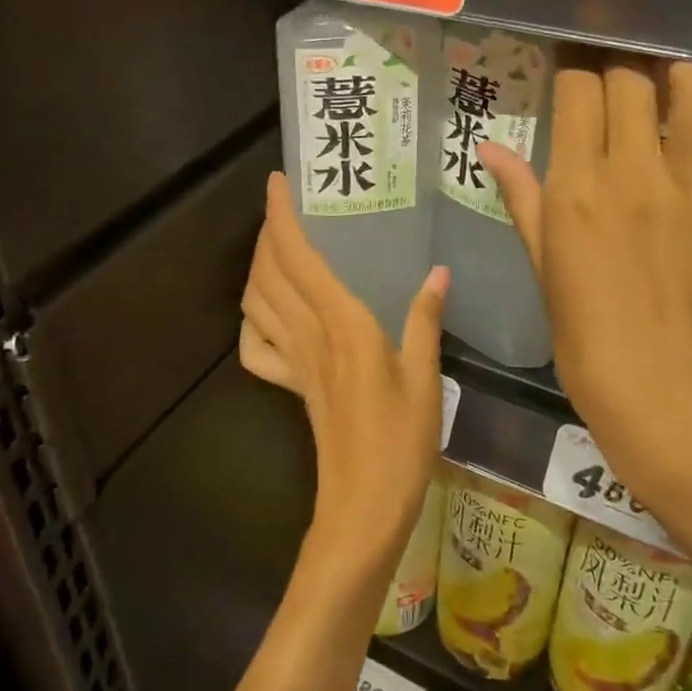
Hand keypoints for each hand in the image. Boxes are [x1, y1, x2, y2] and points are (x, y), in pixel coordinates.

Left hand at [240, 173, 449, 561]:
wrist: (364, 506)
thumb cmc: (402, 442)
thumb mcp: (426, 377)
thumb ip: (425, 320)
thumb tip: (438, 271)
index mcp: (343, 324)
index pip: (299, 258)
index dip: (282, 217)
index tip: (277, 184)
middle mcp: (309, 335)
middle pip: (269, 273)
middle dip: (267, 233)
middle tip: (282, 207)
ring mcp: (293, 363)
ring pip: (256, 303)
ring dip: (257, 268)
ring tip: (276, 247)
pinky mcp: (291, 386)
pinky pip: (256, 348)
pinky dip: (252, 322)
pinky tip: (268, 313)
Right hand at [480, 57, 691, 508]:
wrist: (657, 382)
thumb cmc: (584, 326)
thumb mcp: (541, 258)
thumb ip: (521, 195)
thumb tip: (489, 147)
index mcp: (578, 187)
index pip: (578, 90)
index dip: (575, 72)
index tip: (576, 77)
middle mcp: (636, 173)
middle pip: (632, 80)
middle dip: (622, 71)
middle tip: (622, 86)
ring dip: (684, 75)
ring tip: (677, 85)